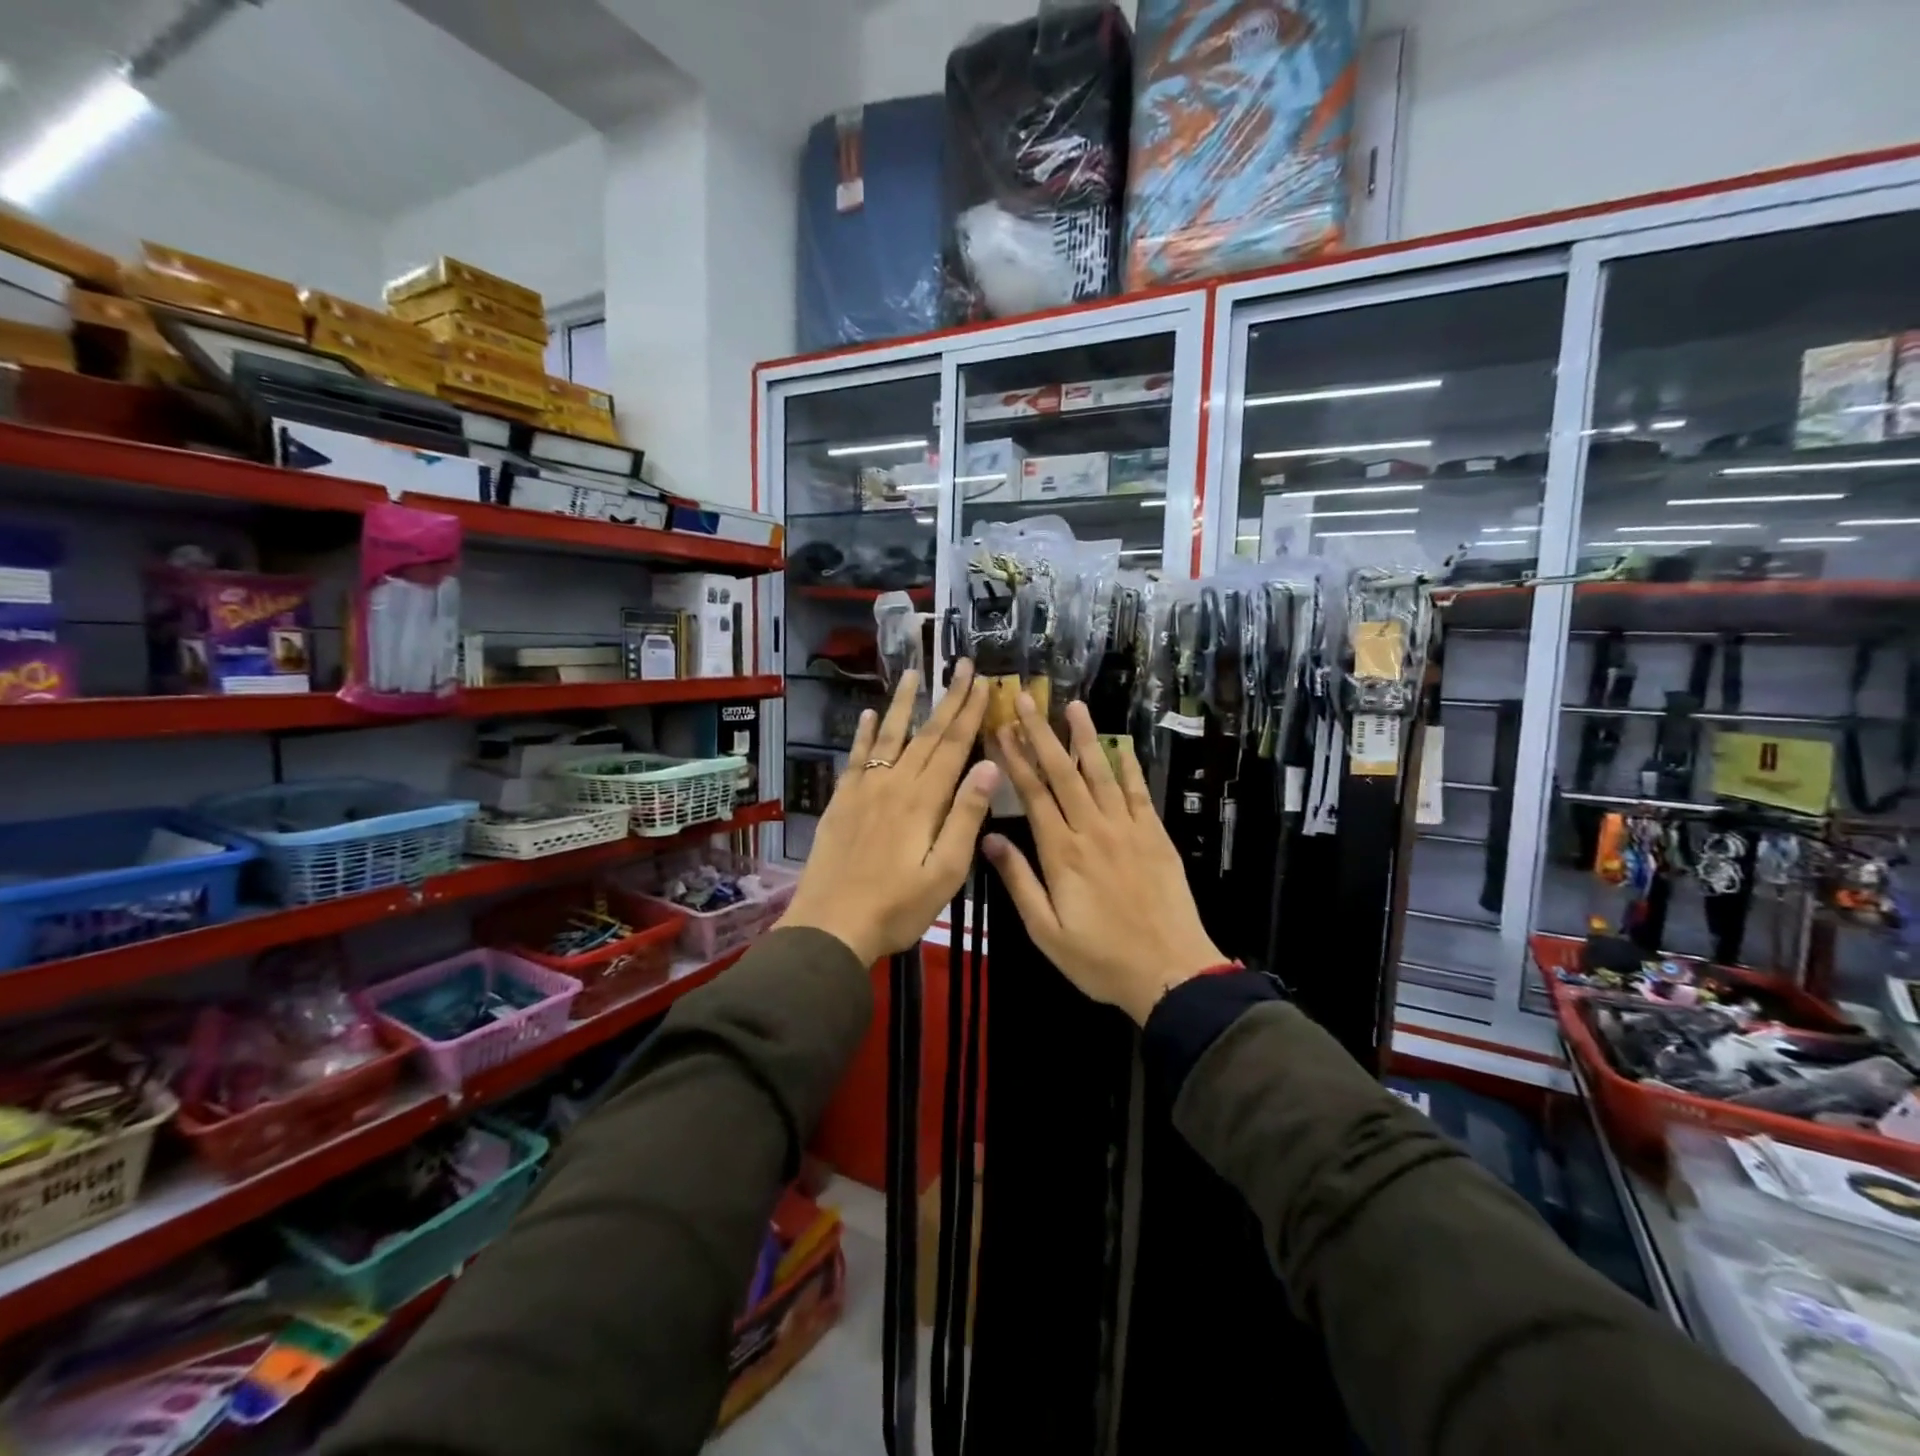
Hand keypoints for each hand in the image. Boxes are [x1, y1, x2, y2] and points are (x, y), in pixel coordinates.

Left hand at [777, 661, 997, 964]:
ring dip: (904, 703)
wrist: (831, 926)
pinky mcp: (841, 801)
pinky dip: (865, 734)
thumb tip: (991, 767)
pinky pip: (856, 757)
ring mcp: (864, 789)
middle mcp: (894, 784)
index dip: (970, 713)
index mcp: (924, 801)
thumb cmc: (898, 907)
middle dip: (948, 698)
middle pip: (926, 734)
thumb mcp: (945, 872)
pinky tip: (870, 714)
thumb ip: (966, 817)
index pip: (953, 746)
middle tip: (962, 665)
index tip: (983, 682)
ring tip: (913, 673)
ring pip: (889, 736)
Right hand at [984, 694, 1226, 1024]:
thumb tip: (989, 837)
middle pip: (1062, 774)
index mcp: (1062, 853)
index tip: (1000, 730)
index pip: (1033, 794)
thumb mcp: (1046, 931)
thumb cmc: (1100, 959)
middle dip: (1041, 734)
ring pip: (1101, 774)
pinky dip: (1128, 766)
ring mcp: (1128, 829)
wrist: (1170, 972)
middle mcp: (1093, 830)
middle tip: (1026, 700)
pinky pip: (1139, 792)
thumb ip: (1019, 881)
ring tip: (1073, 706)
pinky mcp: (1155, 835)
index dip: (1015, 759)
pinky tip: (1119, 744)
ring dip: (1085, 738)